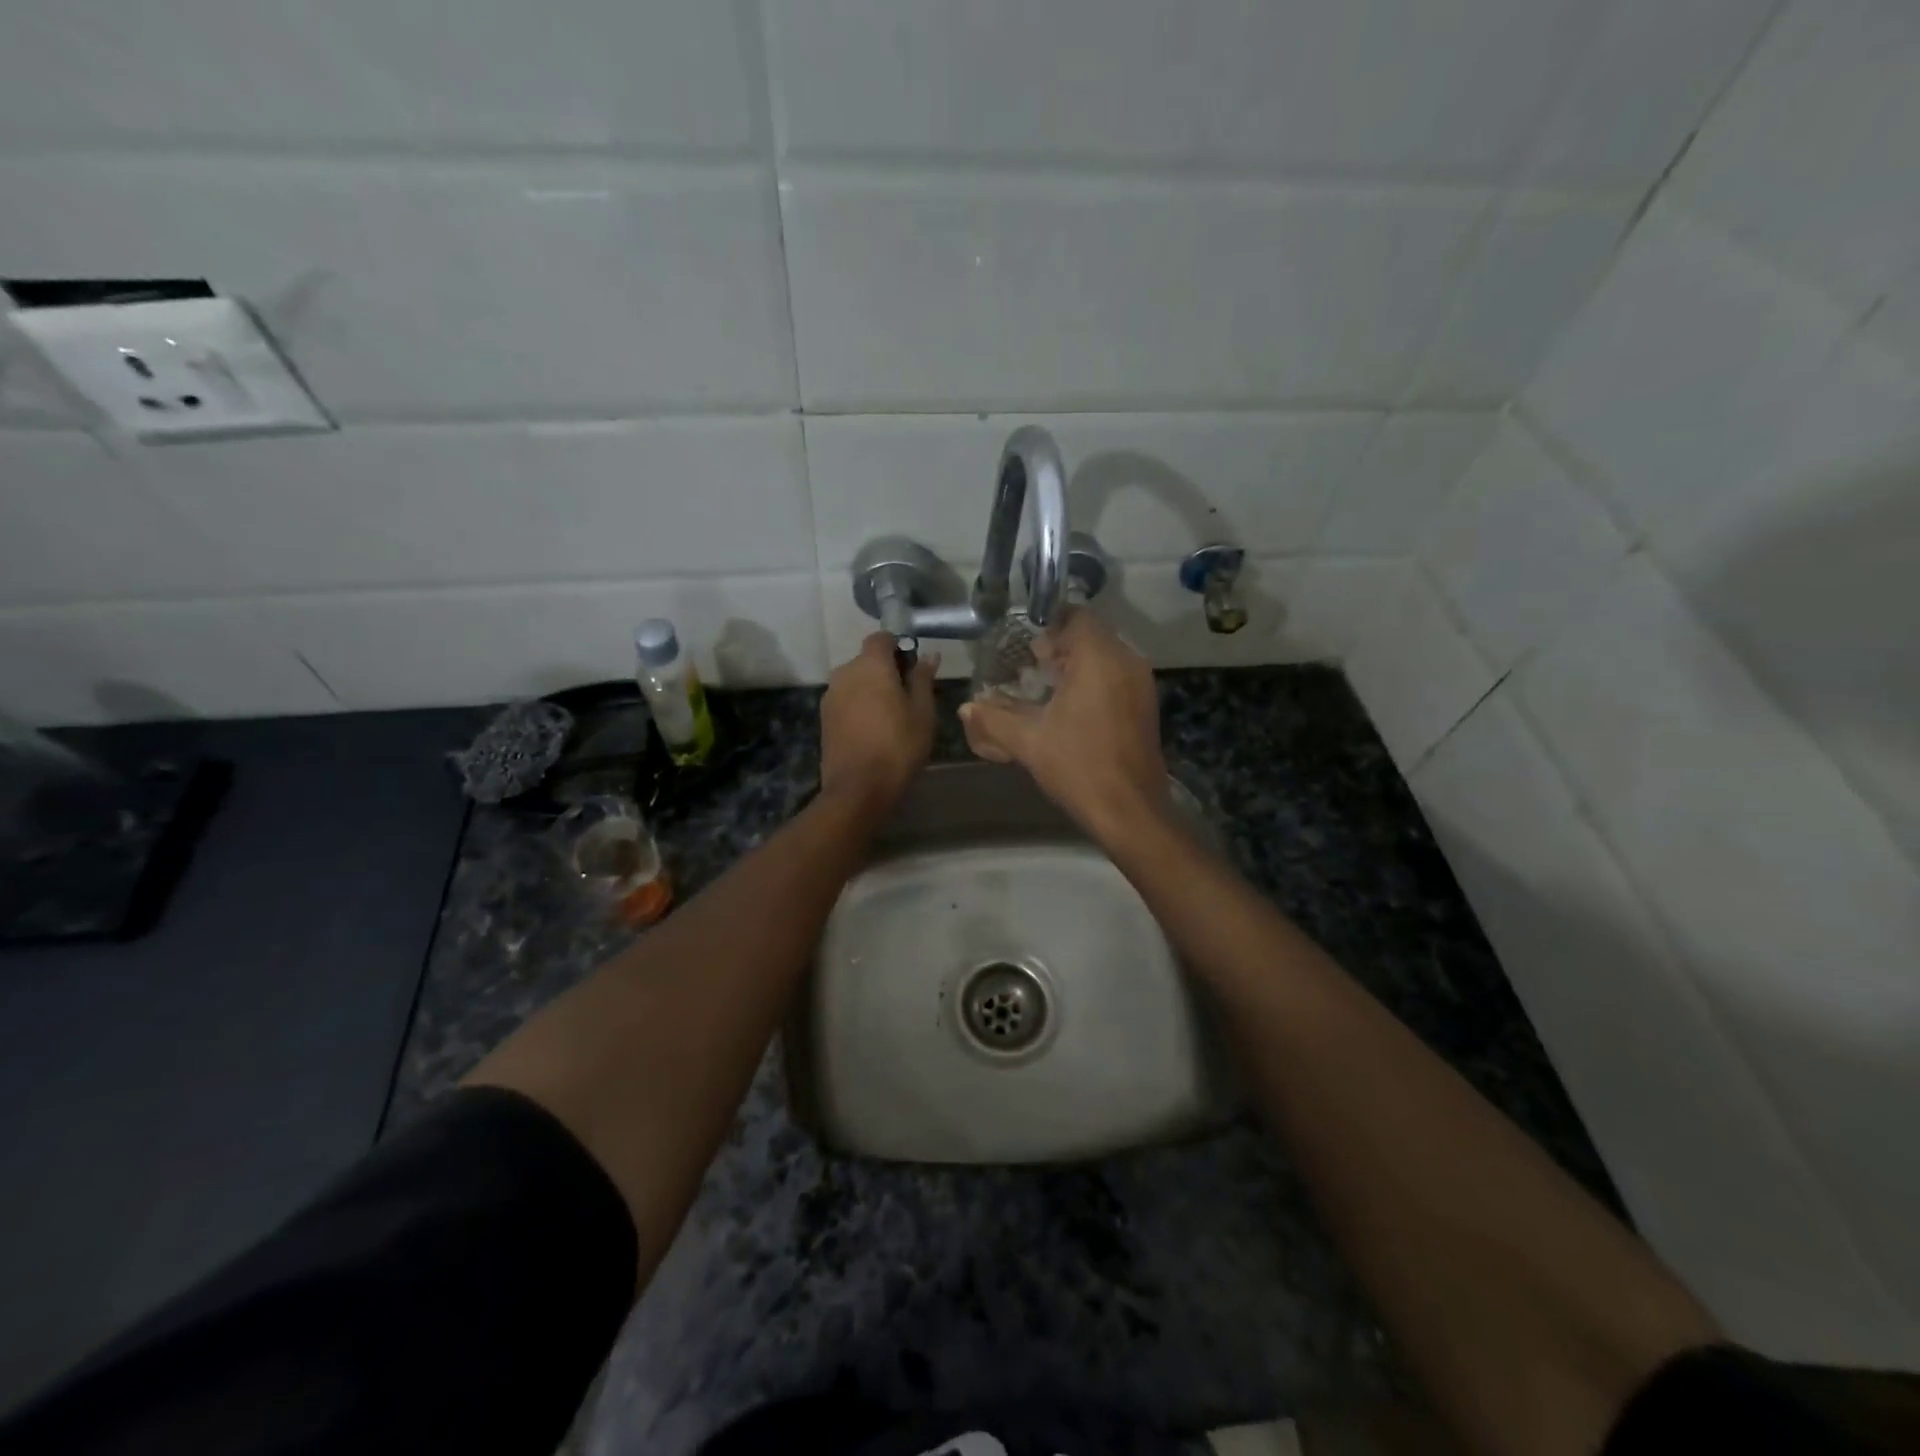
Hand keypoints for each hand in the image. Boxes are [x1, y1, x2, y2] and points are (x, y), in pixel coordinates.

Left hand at [819, 633, 937, 813]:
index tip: (913, 666)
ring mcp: (830, 695)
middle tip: (908, 695)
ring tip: (891, 716)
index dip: (898, 646)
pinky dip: (859, 706)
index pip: (881, 638)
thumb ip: (923, 679)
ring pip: (855, 681)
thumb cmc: (898, 746)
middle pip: (867, 660)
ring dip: (871, 689)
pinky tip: (873, 729)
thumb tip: (929, 655)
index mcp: (870, 665)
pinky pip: (846, 700)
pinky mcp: (824, 717)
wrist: (858, 788)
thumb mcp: (922, 712)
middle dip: (886, 670)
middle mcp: (845, 672)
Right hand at [959, 610, 1167, 844]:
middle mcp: (1126, 662)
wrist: (1130, 810)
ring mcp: (1141, 685)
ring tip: (1047, 687)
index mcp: (1100, 660)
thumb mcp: (1028, 742)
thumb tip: (965, 708)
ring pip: (1106, 656)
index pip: (1077, 618)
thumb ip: (993, 720)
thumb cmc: (1078, 767)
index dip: (1049, 626)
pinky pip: (1117, 676)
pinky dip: (1094, 681)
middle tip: (1031, 666)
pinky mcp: (1145, 706)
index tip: (1027, 648)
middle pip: (1092, 635)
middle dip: (1061, 647)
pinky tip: (1070, 708)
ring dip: (1077, 665)